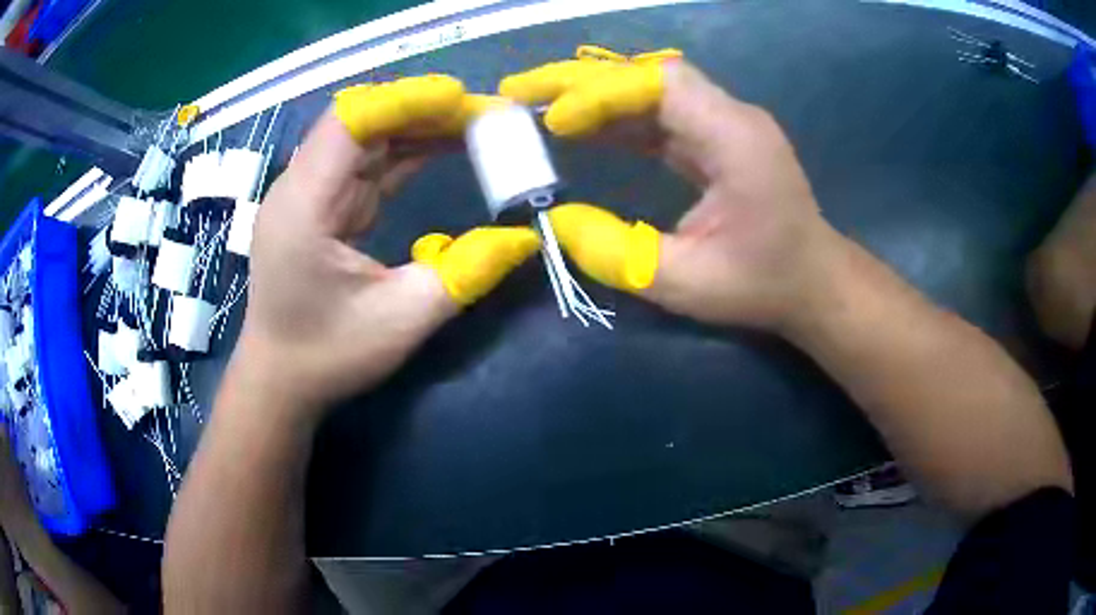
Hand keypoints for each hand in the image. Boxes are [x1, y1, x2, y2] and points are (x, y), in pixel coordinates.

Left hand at [235, 76, 538, 419]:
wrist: (280, 381)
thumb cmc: (328, 355)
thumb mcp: (402, 320)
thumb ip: (465, 274)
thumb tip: (524, 238)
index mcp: (305, 206)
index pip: (351, 122)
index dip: (406, 100)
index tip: (463, 101)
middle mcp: (300, 187)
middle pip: (362, 121)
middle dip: (424, 111)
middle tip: (485, 116)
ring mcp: (309, 194)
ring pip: (367, 138)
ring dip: (419, 128)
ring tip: (476, 127)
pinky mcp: (322, 206)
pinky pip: (367, 163)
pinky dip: (406, 152)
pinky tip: (444, 148)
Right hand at [504, 52, 846, 329]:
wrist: (814, 283)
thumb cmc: (763, 285)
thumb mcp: (689, 283)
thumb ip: (620, 254)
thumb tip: (557, 223)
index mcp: (736, 138)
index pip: (663, 86)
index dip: (603, 92)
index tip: (554, 120)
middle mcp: (732, 117)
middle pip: (650, 75)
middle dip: (583, 80)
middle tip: (521, 90)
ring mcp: (725, 125)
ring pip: (650, 90)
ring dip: (594, 95)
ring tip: (537, 106)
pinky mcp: (716, 139)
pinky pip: (659, 115)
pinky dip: (616, 117)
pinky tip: (580, 128)